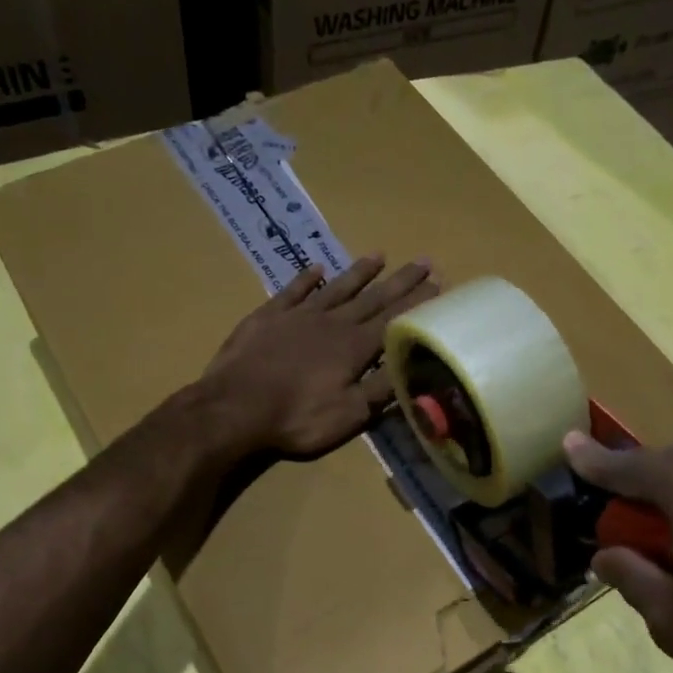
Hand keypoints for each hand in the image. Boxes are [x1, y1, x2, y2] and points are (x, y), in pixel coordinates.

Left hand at [203, 255, 437, 458]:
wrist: (235, 407)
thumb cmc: (297, 418)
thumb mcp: (349, 415)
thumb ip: (381, 390)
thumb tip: (413, 368)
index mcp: (355, 348)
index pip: (394, 320)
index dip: (417, 303)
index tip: (438, 284)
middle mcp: (332, 323)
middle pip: (372, 298)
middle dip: (400, 281)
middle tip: (423, 261)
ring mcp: (299, 315)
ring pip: (337, 288)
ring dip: (360, 272)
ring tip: (380, 255)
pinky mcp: (268, 316)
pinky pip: (294, 290)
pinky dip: (308, 278)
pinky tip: (318, 268)